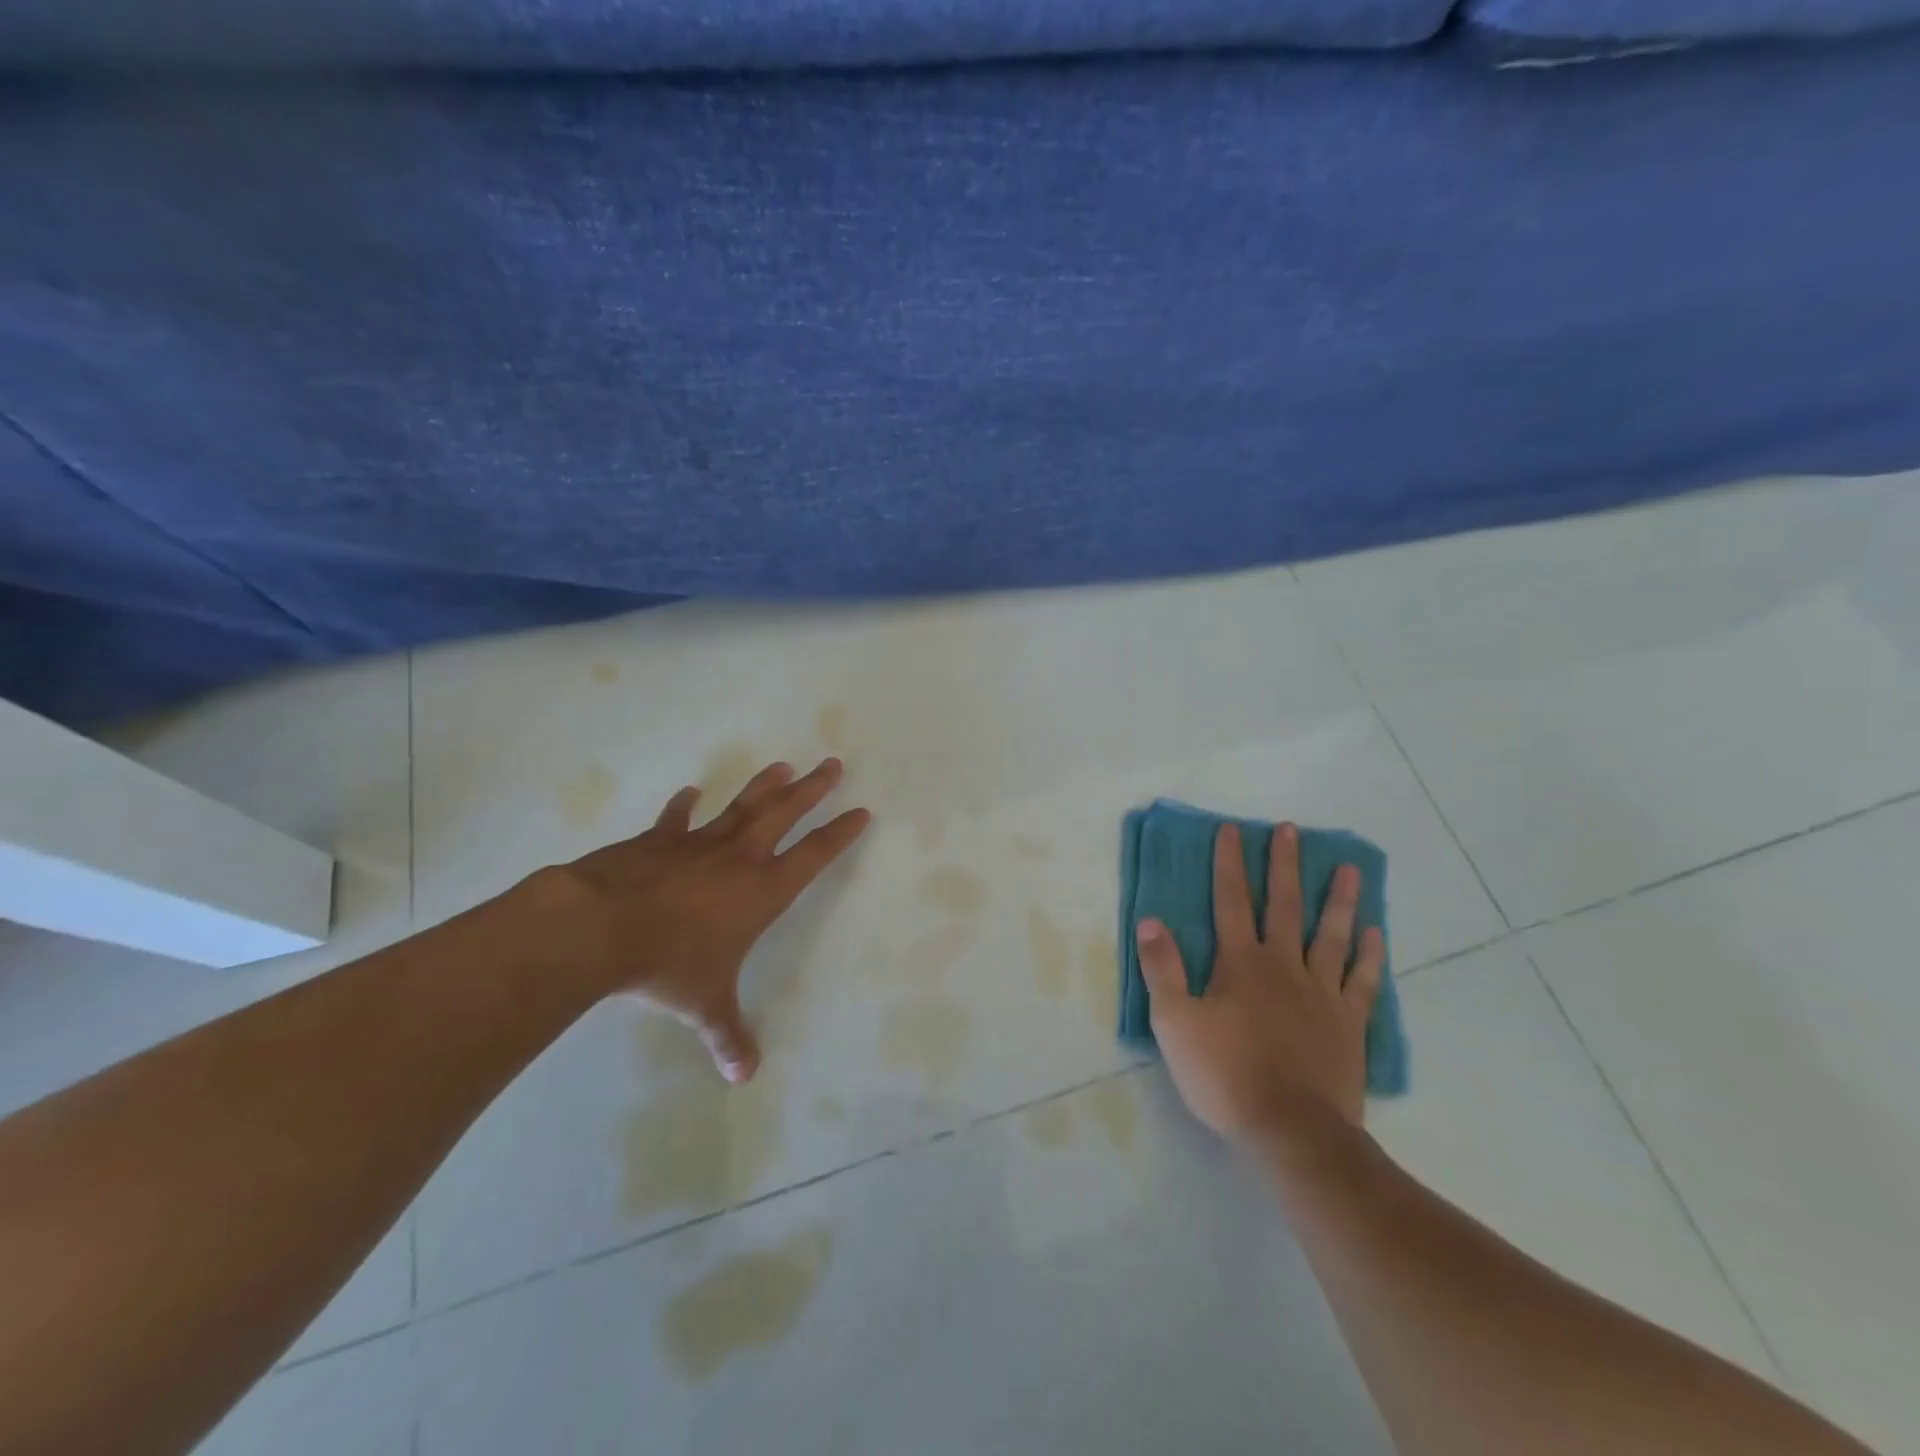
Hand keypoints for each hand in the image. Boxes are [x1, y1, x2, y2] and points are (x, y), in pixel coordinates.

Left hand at [516, 758, 869, 1082]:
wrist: (600, 927)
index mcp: (762, 891)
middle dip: (812, 789)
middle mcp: (739, 858)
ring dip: (763, 786)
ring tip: (782, 766)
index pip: (814, 855)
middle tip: (832, 763)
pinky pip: (676, 819)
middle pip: (785, 813)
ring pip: (741, 806)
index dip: (840, 833)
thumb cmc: (668, 964)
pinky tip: (690, 791)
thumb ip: (728, 1035)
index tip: (861, 811)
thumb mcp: (705, 1004)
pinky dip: (683, 805)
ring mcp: (698, 843)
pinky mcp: (658, 841)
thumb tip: (743, 1078)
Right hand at [1136, 822, 1382, 1152]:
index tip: (1232, 830)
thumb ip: (1162, 969)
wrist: (1292, 1130)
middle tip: (1291, 830)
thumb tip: (1150, 921)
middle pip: (1284, 905)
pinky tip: (1374, 933)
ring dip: (1339, 900)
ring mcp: (1321, 993)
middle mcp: (1284, 966)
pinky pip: (1361, 981)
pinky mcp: (1348, 1024)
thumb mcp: (1174, 1023)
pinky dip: (1369, 955)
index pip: (1231, 901)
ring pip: (1331, 935)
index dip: (1229, 863)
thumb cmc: (1225, 1075)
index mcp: (1240, 963)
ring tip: (1350, 869)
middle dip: (1284, 865)